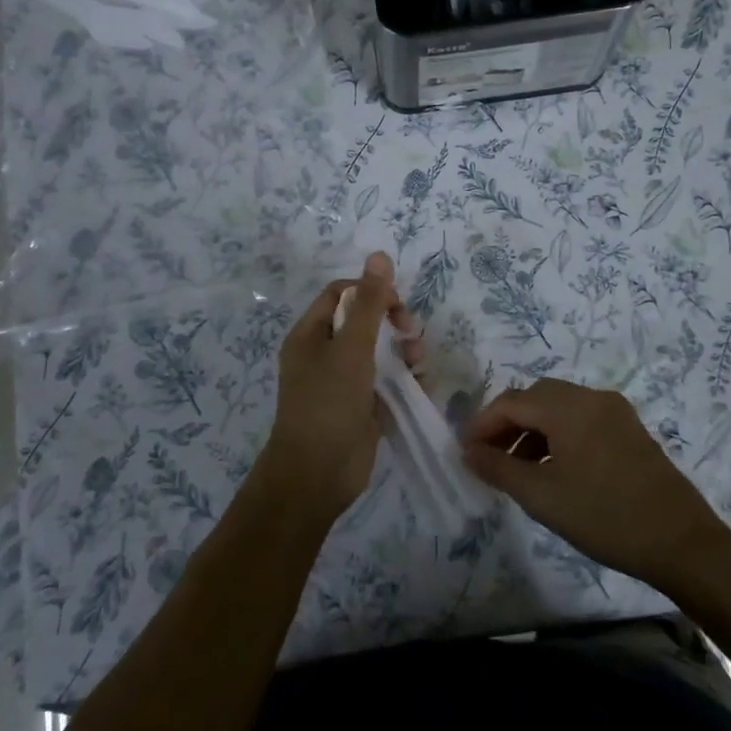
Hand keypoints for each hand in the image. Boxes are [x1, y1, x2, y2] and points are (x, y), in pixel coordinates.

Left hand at [256, 252, 421, 523]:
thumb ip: (369, 304)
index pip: (342, 294)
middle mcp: (324, 354)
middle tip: (413, 335)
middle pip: (365, 321)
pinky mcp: (361, 407)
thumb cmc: (328, 404)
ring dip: (404, 352)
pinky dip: (405, 380)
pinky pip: (387, 382)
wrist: (317, 475)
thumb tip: (379, 255)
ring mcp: (343, 383)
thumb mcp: (351, 348)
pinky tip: (421, 386)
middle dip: (393, 324)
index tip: (397, 306)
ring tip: (418, 366)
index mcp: (310, 335)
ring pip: (380, 352)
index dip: (371, 292)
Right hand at [462, 378, 730, 590]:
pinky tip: (554, 468)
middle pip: (536, 397)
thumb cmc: (605, 517)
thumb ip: (498, 468)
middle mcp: (592, 398)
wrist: (681, 542)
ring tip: (518, 468)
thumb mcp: (542, 497)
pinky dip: (558, 434)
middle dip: (507, 423)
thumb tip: (467, 451)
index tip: (465, 452)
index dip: (483, 424)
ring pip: (559, 407)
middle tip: (489, 457)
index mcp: (569, 407)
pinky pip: (582, 418)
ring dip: (533, 429)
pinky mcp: (630, 429)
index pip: (511, 402)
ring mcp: (615, 411)